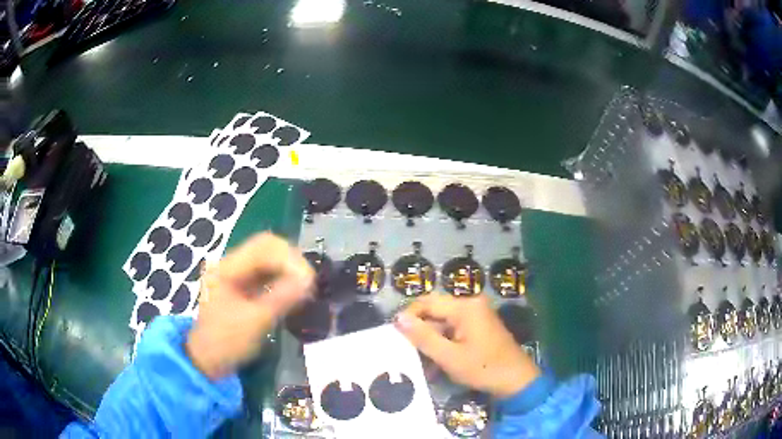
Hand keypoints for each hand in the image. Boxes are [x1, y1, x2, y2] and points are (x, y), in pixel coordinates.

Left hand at [186, 232, 314, 378]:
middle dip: (291, 261)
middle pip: (266, 247)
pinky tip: (292, 290)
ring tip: (304, 287)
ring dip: (288, 268)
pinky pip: (265, 271)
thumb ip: (282, 298)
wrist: (207, 360)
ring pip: (267, 257)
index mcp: (226, 268)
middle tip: (309, 282)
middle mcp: (229, 263)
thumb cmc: (227, 343)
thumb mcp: (255, 322)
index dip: (290, 259)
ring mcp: (234, 273)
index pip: (264, 247)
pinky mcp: (240, 284)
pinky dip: (281, 277)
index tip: (309, 280)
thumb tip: (309, 280)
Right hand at [395, 294, 538, 398]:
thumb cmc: (483, 368)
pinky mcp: (478, 326)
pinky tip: (435, 364)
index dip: (408, 317)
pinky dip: (443, 345)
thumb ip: (423, 337)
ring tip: (420, 363)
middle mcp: (470, 304)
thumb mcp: (449, 356)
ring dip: (430, 342)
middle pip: (434, 312)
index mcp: (464, 307)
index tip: (395, 337)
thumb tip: (398, 318)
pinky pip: (453, 331)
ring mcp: (476, 315)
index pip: (426, 303)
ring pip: (442, 323)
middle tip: (406, 352)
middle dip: (419, 332)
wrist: (516, 380)